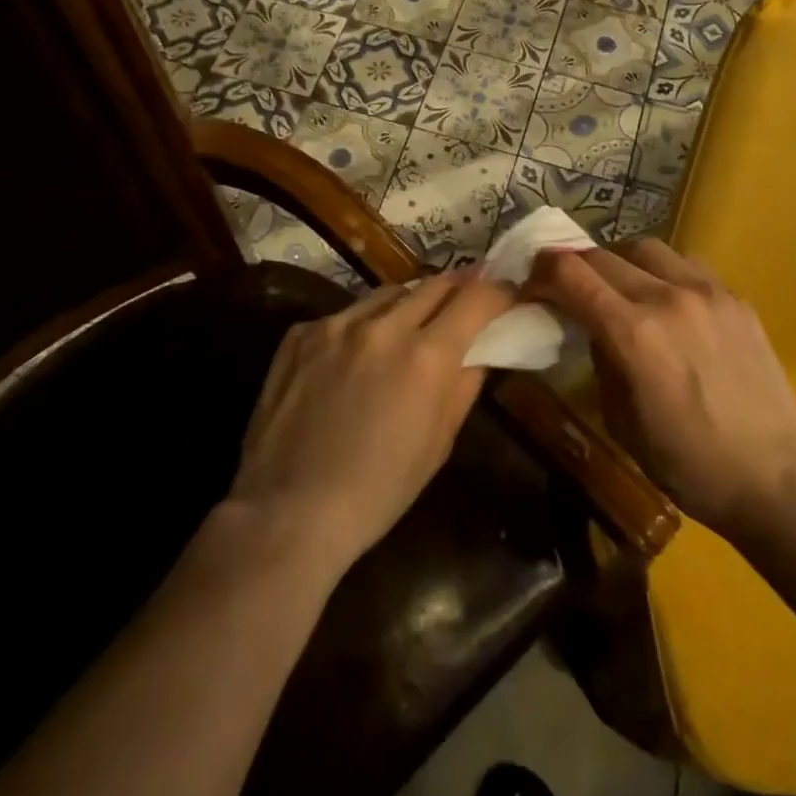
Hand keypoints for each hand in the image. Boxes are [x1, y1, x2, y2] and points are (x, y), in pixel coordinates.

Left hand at [228, 272, 513, 572]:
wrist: (288, 511)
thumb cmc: (379, 490)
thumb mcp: (439, 442)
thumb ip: (464, 385)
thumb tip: (479, 350)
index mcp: (426, 356)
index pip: (476, 298)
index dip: (499, 293)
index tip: (506, 295)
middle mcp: (383, 326)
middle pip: (435, 284)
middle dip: (459, 288)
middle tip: (469, 297)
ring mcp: (336, 325)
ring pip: (388, 293)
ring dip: (410, 302)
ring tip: (414, 322)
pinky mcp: (300, 334)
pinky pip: (345, 315)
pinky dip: (363, 325)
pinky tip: (358, 353)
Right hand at [524, 240, 795, 536]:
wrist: (773, 476)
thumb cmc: (686, 463)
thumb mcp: (620, 419)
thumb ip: (600, 361)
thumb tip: (593, 329)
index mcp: (633, 333)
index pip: (570, 274)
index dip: (541, 273)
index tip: (531, 286)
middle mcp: (667, 298)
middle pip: (602, 254)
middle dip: (573, 267)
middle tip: (566, 287)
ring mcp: (707, 292)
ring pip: (646, 247)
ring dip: (619, 261)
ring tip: (617, 287)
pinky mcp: (736, 298)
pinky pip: (687, 265)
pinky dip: (662, 271)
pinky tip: (666, 300)